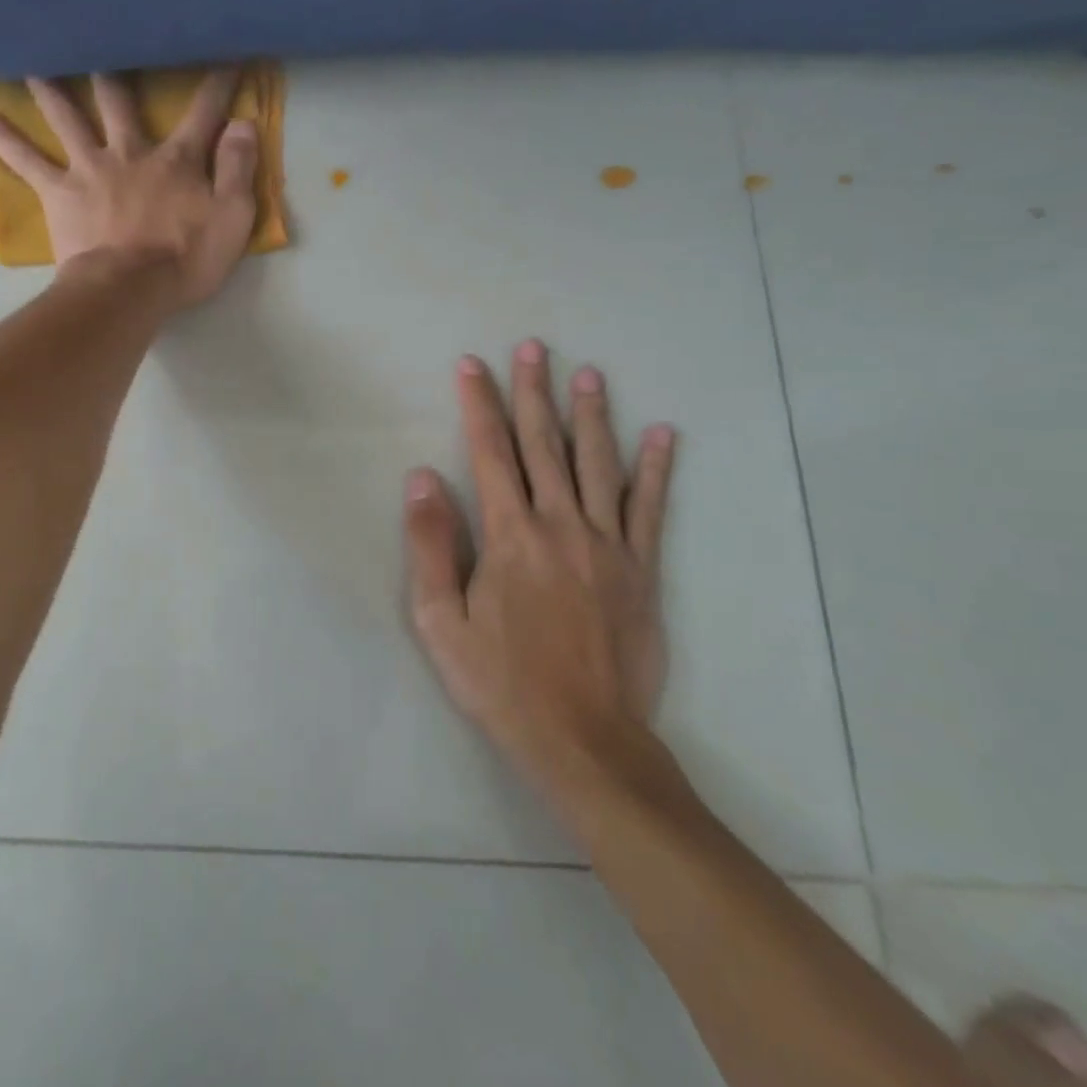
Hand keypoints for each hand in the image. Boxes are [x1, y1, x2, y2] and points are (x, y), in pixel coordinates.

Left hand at [0, 69, 258, 308]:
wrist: (129, 289)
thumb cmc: (185, 259)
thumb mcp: (232, 218)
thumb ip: (237, 168)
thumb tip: (242, 123)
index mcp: (176, 160)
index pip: (203, 113)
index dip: (217, 84)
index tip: (225, 54)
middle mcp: (130, 152)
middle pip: (120, 102)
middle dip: (115, 71)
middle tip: (99, 37)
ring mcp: (90, 169)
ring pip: (67, 118)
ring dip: (51, 89)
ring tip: (33, 61)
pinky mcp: (59, 194)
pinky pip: (27, 163)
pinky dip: (5, 141)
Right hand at [403, 340, 675, 813]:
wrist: (583, 739)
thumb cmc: (500, 680)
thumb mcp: (440, 621)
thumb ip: (431, 545)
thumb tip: (423, 478)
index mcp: (509, 535)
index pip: (489, 452)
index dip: (479, 404)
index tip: (473, 365)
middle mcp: (561, 526)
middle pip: (544, 445)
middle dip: (534, 392)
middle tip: (534, 347)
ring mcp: (608, 545)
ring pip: (599, 465)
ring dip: (592, 415)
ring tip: (588, 373)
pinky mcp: (642, 570)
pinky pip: (651, 509)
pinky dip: (657, 469)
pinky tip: (664, 434)